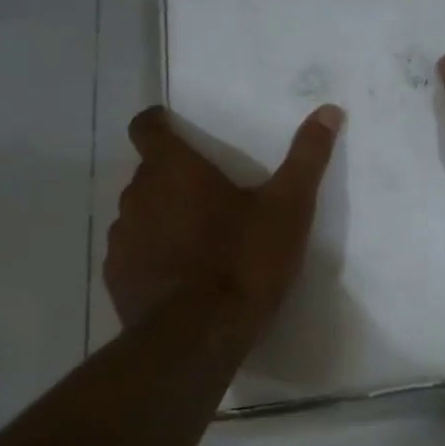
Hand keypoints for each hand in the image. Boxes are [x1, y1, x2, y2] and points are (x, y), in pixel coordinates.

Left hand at [105, 104, 343, 335]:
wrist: (199, 335)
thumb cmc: (244, 260)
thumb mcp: (288, 207)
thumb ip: (307, 156)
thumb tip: (328, 109)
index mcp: (175, 169)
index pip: (147, 127)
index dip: (158, 124)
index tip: (175, 131)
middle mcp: (138, 195)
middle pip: (148, 172)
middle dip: (172, 178)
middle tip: (209, 197)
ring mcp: (122, 238)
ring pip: (139, 213)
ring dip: (161, 217)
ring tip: (197, 240)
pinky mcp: (116, 276)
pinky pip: (132, 252)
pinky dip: (151, 255)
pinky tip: (179, 276)